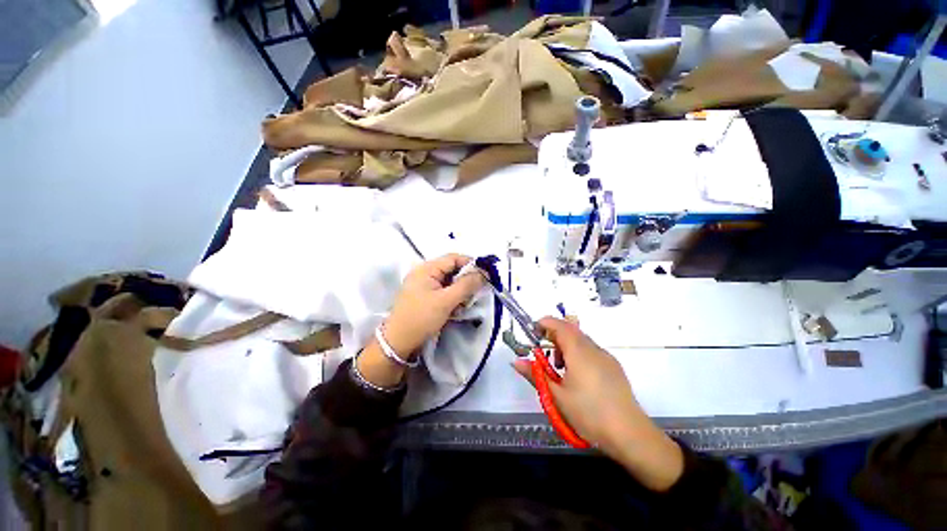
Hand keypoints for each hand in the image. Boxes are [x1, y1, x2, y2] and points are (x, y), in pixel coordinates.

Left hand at [384, 254, 485, 355]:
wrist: (398, 343)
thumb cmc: (421, 318)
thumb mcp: (446, 301)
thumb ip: (466, 285)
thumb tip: (484, 273)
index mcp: (426, 269)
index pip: (453, 258)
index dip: (471, 264)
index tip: (486, 276)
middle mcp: (425, 273)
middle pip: (452, 270)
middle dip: (466, 281)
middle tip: (476, 293)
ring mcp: (424, 286)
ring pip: (450, 282)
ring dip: (460, 292)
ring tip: (464, 304)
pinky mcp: (425, 297)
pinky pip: (444, 292)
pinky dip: (453, 298)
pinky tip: (456, 310)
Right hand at [513, 317, 683, 490]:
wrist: (630, 434)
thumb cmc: (589, 413)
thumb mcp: (556, 396)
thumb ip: (535, 374)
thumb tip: (516, 361)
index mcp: (578, 352)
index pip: (560, 325)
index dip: (544, 323)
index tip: (532, 331)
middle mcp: (593, 349)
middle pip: (571, 330)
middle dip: (554, 336)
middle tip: (543, 353)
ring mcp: (606, 357)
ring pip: (582, 340)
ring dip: (566, 345)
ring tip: (559, 368)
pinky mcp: (614, 367)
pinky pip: (591, 351)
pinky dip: (578, 353)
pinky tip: (577, 376)